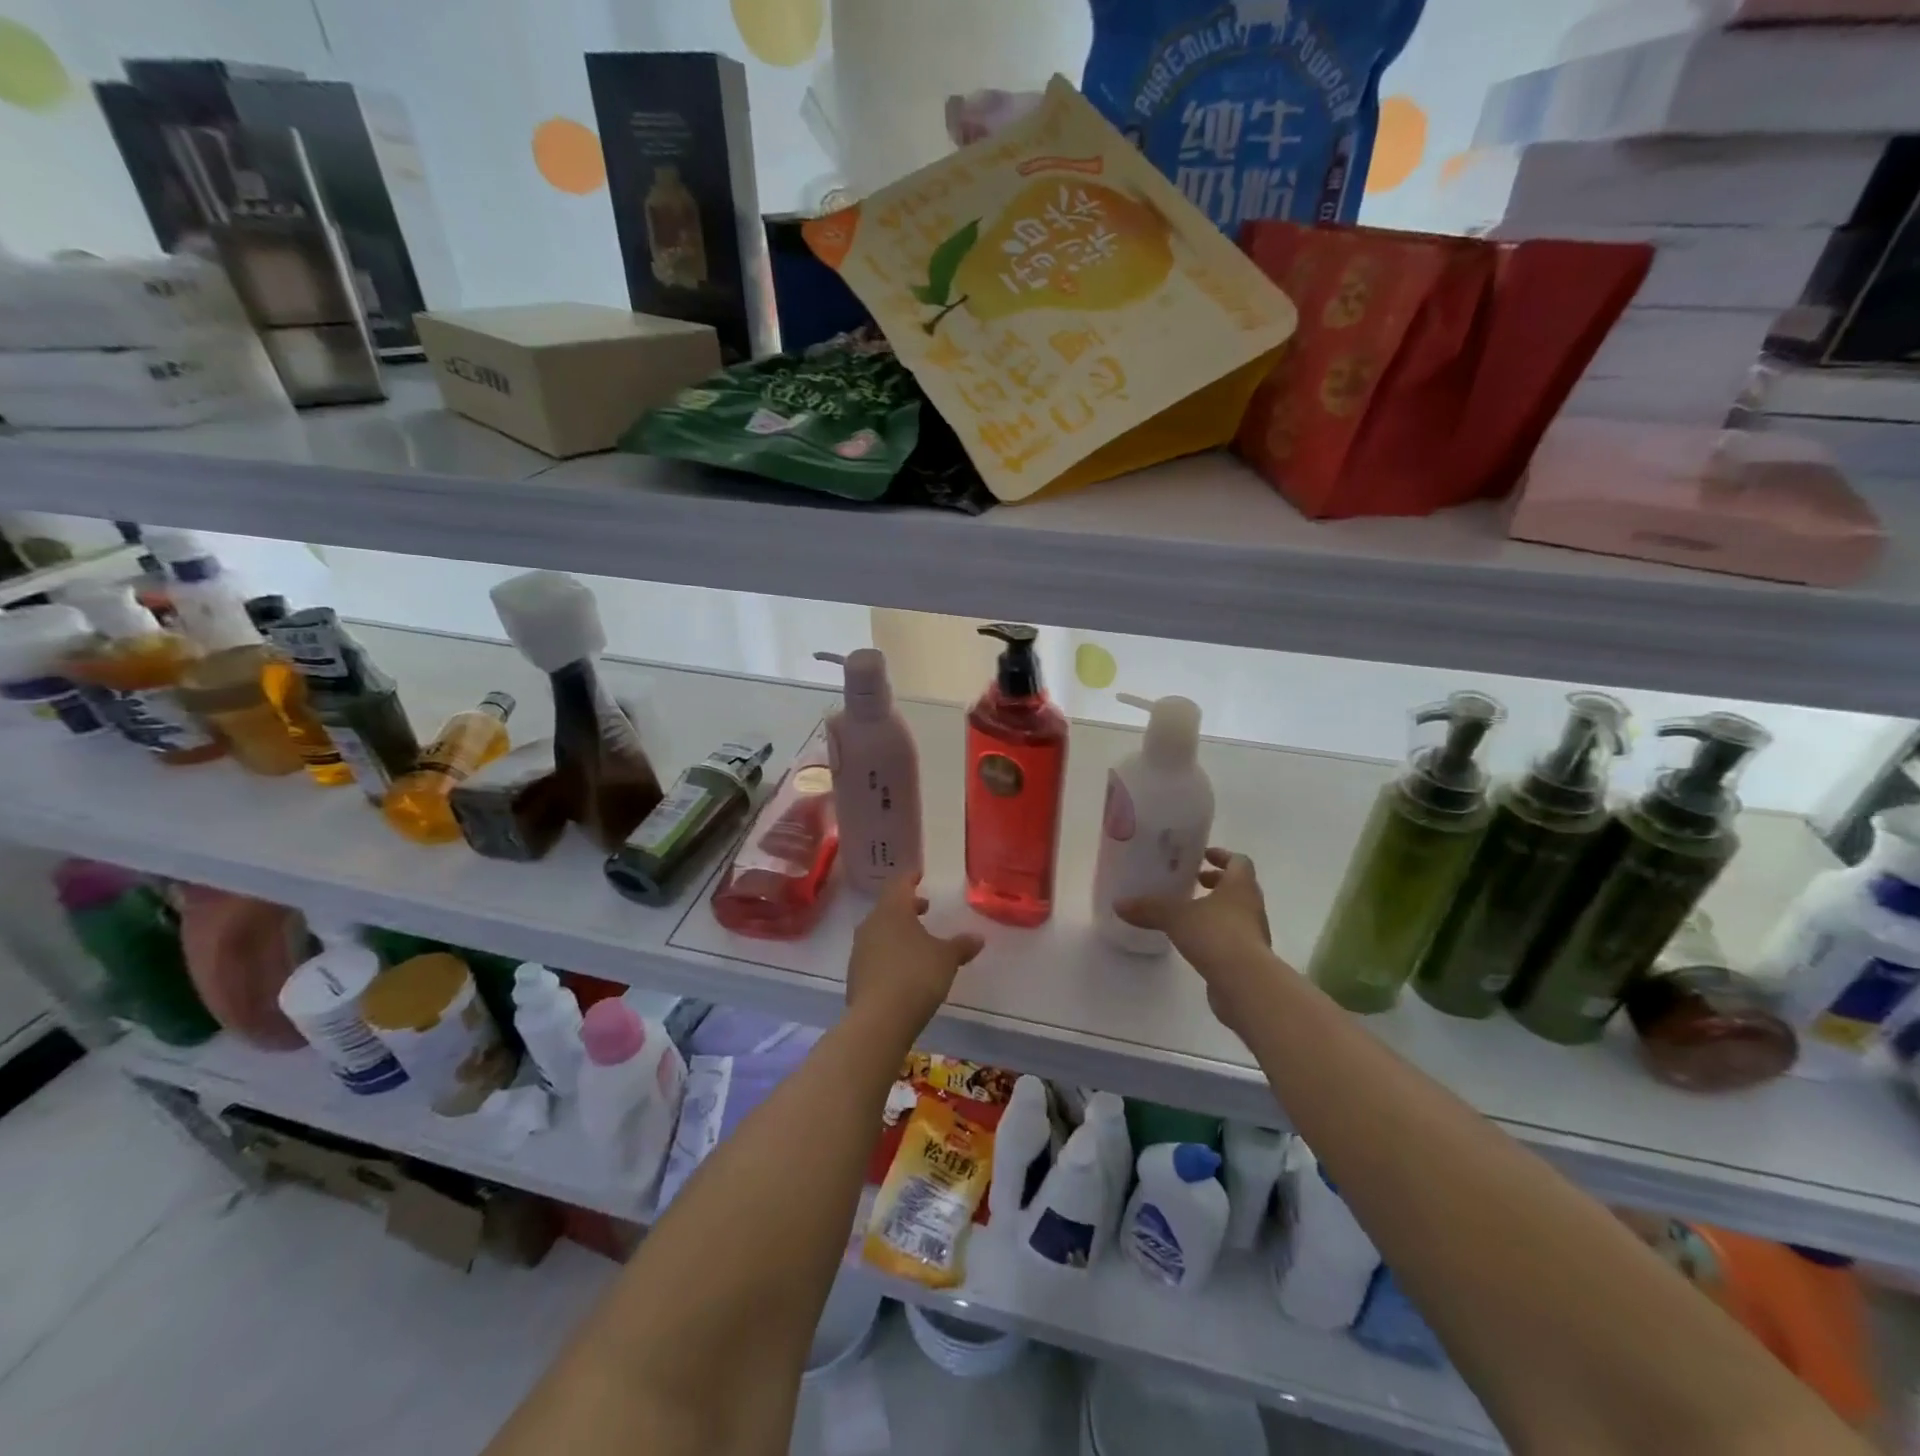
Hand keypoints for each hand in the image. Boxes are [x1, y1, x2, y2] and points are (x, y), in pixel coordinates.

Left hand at [846, 877, 983, 1034]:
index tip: (920, 874)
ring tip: (918, 940)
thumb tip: (978, 938)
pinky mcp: (855, 974)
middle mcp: (871, 924)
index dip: (911, 877)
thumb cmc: (916, 976)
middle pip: (888, 907)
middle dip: (907, 906)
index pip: (899, 884)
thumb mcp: (946, 959)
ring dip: (898, 930)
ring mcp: (860, 950)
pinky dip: (889, 952)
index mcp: (892, 910)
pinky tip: (904, 967)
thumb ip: (961, 945)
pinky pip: (875, 953)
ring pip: (880, 930)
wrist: (879, 1019)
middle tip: (924, 908)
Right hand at [1117, 848, 1282, 1035]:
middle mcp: (1252, 905)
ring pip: (1237, 912)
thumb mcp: (1175, 917)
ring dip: (1217, 908)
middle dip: (1216, 882)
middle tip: (1193, 882)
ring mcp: (1254, 933)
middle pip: (1238, 886)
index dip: (1222, 856)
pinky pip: (1233, 937)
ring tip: (1189, 912)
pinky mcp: (1249, 958)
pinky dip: (1217, 933)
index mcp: (1240, 885)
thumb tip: (1118, 904)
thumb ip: (1148, 908)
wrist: (1246, 984)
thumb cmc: (1216, 936)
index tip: (1202, 856)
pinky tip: (1195, 941)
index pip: (1238, 861)